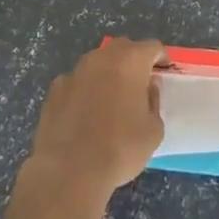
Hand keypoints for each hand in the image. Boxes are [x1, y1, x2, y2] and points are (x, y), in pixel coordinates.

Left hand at [24, 39, 166, 201]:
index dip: (161, 58)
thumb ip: (154, 101)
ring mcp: (75, 71)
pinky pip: (77, 82)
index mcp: (130, 61)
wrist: (69, 170)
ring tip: (110, 99)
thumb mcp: (154, 130)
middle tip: (139, 83)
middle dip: (133, 61)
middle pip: (123, 48)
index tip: (164, 72)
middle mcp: (102, 57)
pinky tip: (84, 113)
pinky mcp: (55, 89)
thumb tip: (147, 88)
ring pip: (97, 63)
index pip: (152, 47)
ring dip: (107, 74)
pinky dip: (84, 90)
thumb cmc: (120, 148)